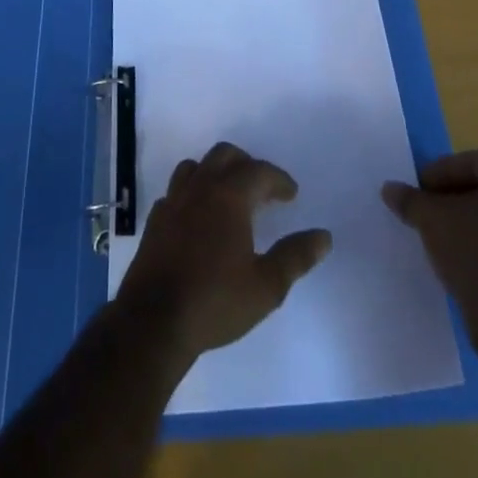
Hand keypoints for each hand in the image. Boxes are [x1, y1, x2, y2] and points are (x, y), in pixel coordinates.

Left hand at [115, 141, 332, 362]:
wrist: (153, 322)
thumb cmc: (215, 301)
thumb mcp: (266, 286)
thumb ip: (295, 257)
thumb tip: (323, 237)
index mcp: (229, 196)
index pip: (259, 171)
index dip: (279, 179)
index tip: (291, 195)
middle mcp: (200, 188)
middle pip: (225, 155)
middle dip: (247, 165)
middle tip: (262, 188)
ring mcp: (173, 201)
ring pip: (196, 166)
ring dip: (216, 172)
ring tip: (230, 196)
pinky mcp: (155, 220)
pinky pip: (176, 191)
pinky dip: (192, 193)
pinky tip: (198, 217)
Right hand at [383, 150, 477, 312]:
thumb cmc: (475, 250)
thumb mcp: (432, 218)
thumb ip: (411, 200)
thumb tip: (390, 189)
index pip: (473, 161)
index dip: (441, 171)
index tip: (418, 187)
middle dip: (451, 197)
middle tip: (424, 208)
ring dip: (464, 222)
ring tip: (436, 235)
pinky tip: (455, 260)